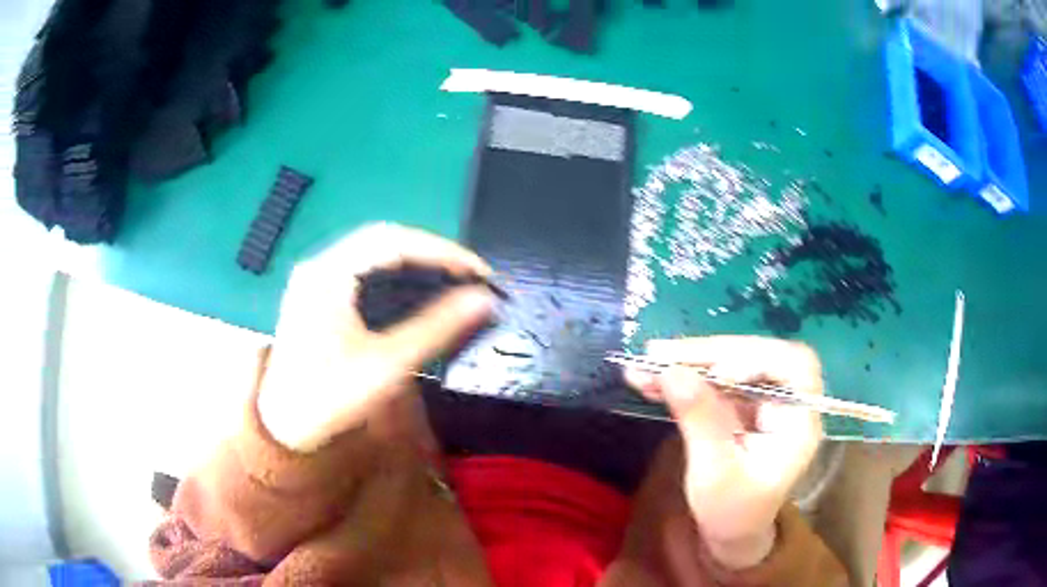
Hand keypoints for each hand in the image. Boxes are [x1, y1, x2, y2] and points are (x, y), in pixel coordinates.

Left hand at [258, 223, 495, 452]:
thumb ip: (436, 327)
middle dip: (431, 253)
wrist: (284, 426)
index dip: (442, 250)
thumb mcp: (387, 364)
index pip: (393, 240)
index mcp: (328, 273)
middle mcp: (319, 265)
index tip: (479, 272)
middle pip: (383, 240)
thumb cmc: (329, 397)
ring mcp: (316, 278)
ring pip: (373, 252)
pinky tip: (416, 291)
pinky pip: (363, 270)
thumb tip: (483, 299)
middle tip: (470, 276)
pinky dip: (395, 274)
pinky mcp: (319, 294)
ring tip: (452, 280)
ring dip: (415, 261)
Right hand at [625, 336, 823, 569]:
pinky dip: (684, 377)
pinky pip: (713, 380)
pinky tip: (651, 379)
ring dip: (688, 363)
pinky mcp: (740, 404)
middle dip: (709, 354)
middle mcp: (786, 402)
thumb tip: (671, 372)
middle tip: (659, 355)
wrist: (729, 532)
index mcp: (799, 421)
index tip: (716, 371)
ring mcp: (762, 401)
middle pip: (757, 356)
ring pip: (731, 363)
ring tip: (645, 366)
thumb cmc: (731, 513)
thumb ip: (700, 422)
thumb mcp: (715, 474)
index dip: (759, 358)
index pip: (795, 367)